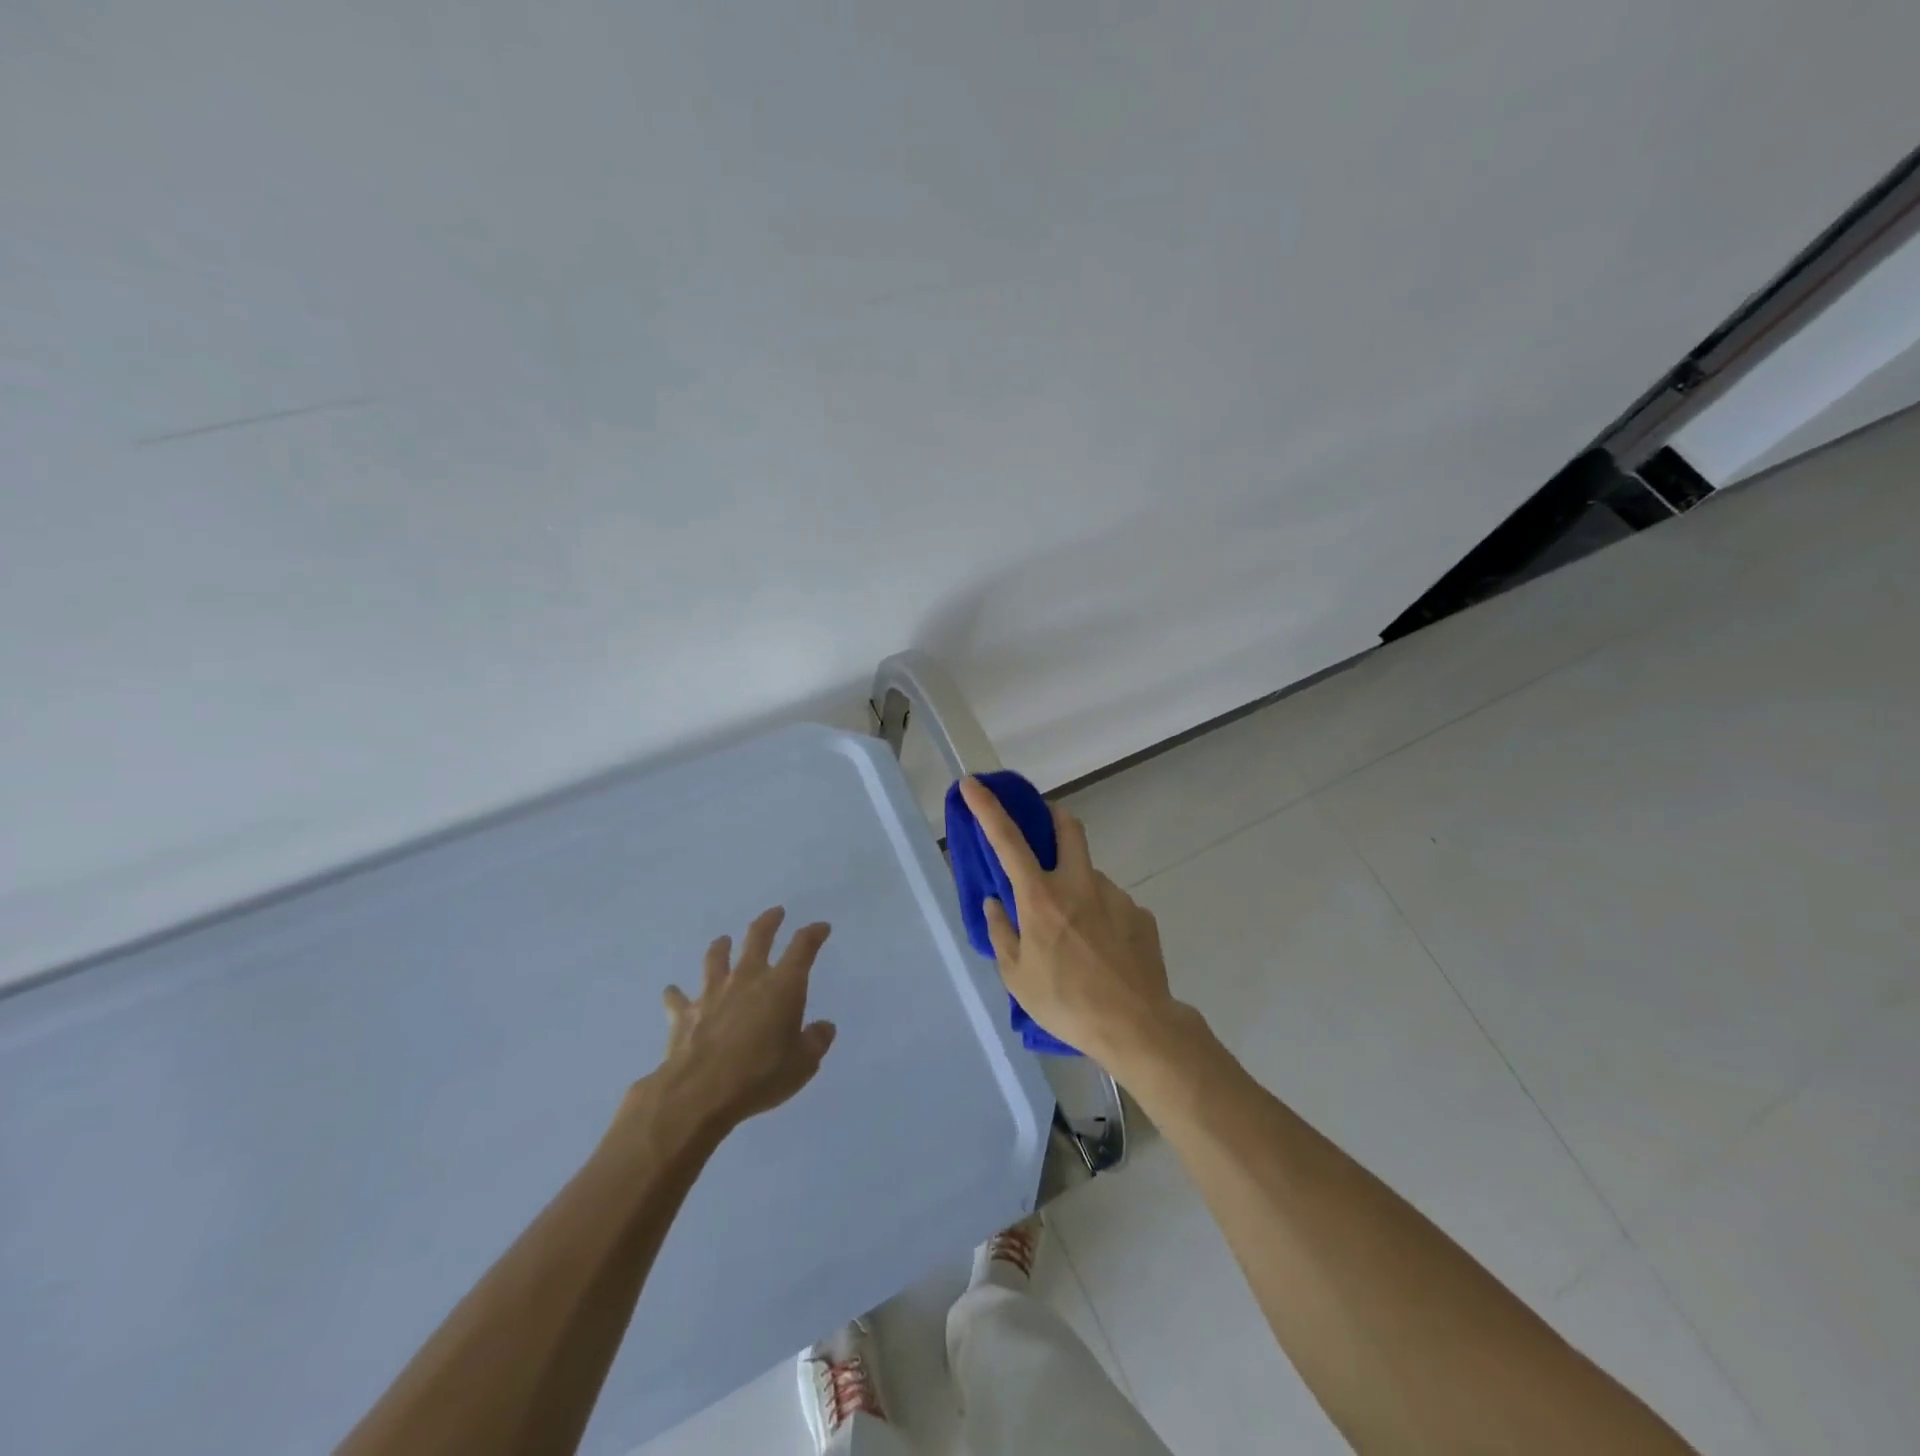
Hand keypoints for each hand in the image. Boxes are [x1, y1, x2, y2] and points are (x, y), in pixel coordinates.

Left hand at [639, 907, 836, 1137]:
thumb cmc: (760, 1075)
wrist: (699, 1094)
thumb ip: (816, 1041)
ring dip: (720, 947)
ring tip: (723, 941)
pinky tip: (672, 992)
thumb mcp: (803, 1064)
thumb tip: (824, 1027)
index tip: (821, 927)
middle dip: (769, 922)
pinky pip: (677, 999)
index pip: (803, 947)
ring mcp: (712, 993)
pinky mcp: (684, 1014)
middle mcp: (747, 979)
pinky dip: (676, 994)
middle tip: (776, 912)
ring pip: (716, 958)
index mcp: (782, 986)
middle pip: (757, 938)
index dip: (813, 933)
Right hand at [958, 776, 1178, 1071]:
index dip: (987, 808)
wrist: (1137, 1027)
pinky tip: (1104, 954)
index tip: (973, 784)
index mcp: (1041, 898)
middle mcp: (1079, 884)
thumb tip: (995, 904)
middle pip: (1068, 827)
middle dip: (1052, 816)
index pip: (1007, 840)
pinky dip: (1100, 918)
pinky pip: (1112, 905)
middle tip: (1044, 831)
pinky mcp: (1140, 914)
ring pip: (1090, 876)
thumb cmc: (1066, 1003)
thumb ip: (1002, 933)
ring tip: (1077, 938)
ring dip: (1077, 889)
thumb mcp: (1017, 977)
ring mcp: (1115, 896)